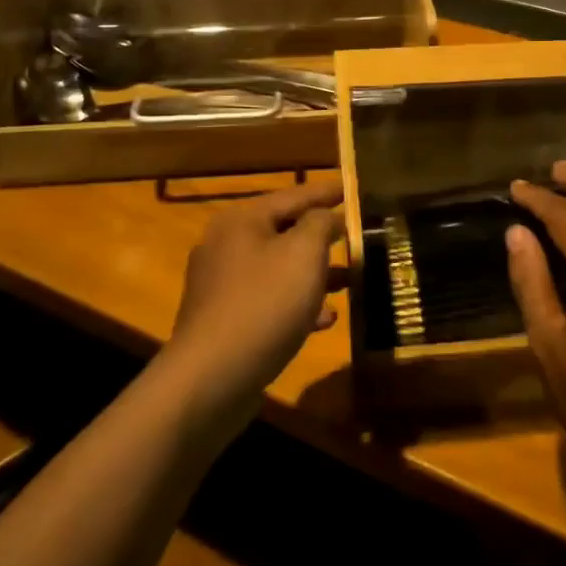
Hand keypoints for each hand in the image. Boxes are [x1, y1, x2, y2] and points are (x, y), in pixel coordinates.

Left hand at [166, 178, 344, 416]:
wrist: (210, 377)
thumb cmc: (263, 303)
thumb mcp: (303, 253)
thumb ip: (320, 224)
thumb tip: (326, 217)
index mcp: (242, 221)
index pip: (293, 195)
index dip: (326, 192)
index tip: (352, 188)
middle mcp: (226, 246)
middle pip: (284, 231)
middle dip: (322, 237)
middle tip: (355, 235)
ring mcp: (222, 286)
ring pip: (279, 269)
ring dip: (315, 273)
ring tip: (350, 279)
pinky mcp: (225, 321)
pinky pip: (269, 301)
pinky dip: (298, 304)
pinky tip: (326, 319)